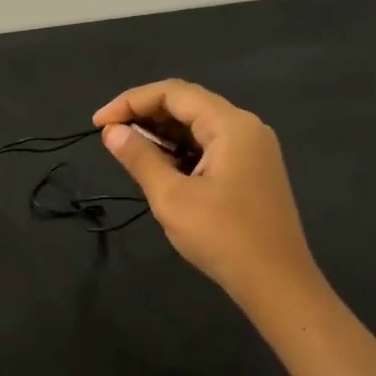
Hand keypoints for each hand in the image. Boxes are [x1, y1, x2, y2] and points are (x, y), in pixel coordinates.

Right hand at [94, 80, 319, 311]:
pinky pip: (211, 147)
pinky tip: (160, 167)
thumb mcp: (172, 197)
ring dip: (162, 134)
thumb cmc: (223, 237)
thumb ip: (140, 158)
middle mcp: (246, 128)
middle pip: (188, 104)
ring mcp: (253, 150)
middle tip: (110, 136)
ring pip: (200, 127)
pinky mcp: (253, 171)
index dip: (131, 101)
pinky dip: (182, 151)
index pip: (173, 93)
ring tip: (128, 151)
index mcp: (231, 125)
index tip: (98, 124)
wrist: (277, 283)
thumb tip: (112, 132)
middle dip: (145, 115)